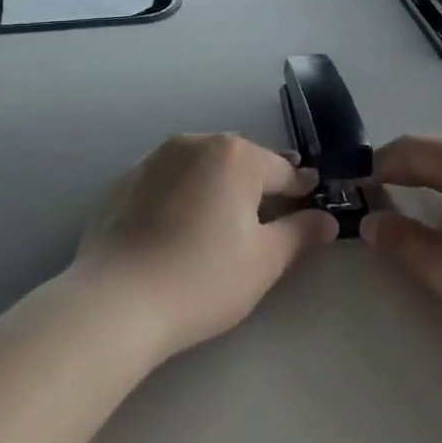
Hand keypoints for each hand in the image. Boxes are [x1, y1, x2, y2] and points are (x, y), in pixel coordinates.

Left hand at [73, 134, 338, 362]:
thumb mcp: (264, 261)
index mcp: (235, 155)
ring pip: (202, 164)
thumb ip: (300, 233)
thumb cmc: (202, 279)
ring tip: (222, 219)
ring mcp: (156, 157)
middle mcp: (196, 142)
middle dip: (258, 182)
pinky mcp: (126, 178)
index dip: (302, 187)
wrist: (115, 300)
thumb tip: (326, 219)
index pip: (283, 169)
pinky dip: (182, 193)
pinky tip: (178, 226)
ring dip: (218, 183)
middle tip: (269, 214)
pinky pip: (169, 178)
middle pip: (241, 160)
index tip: (313, 198)